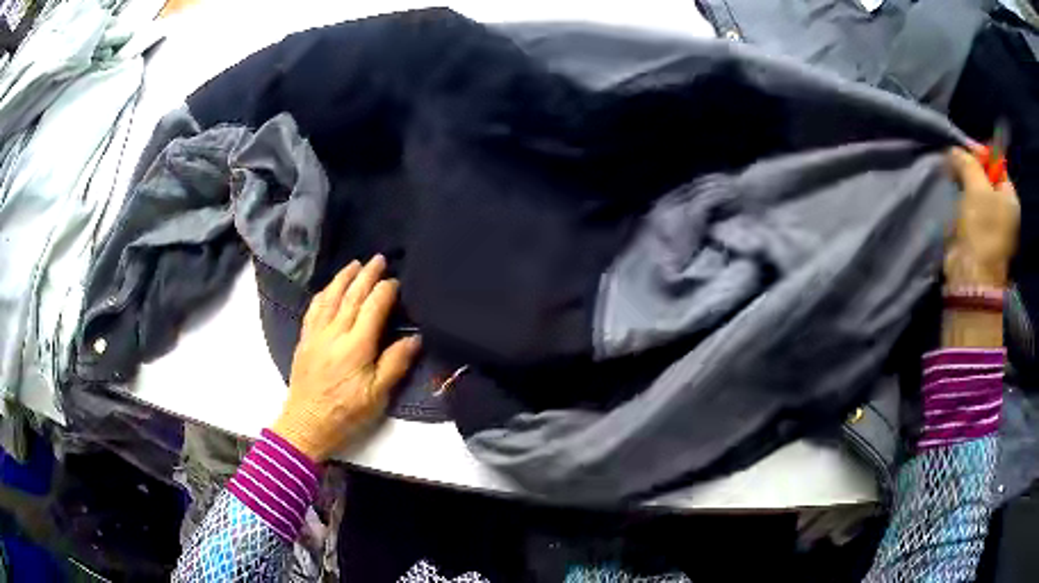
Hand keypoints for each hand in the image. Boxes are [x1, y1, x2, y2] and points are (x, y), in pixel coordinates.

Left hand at [271, 255, 420, 461]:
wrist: (306, 424)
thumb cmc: (346, 413)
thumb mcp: (377, 395)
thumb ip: (395, 364)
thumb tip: (415, 338)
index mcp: (356, 346)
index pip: (373, 308)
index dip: (385, 291)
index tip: (396, 280)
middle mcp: (335, 333)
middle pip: (351, 296)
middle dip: (366, 275)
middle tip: (378, 259)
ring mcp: (316, 334)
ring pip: (330, 297)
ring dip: (343, 278)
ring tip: (355, 264)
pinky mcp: (304, 340)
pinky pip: (313, 309)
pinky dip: (323, 294)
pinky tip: (328, 288)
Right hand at [944, 148, 1019, 287]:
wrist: (971, 277)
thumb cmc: (980, 229)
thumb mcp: (975, 185)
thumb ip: (967, 161)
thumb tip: (955, 151)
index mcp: (1010, 198)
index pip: (996, 163)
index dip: (979, 154)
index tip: (961, 152)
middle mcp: (1006, 211)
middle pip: (987, 178)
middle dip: (970, 171)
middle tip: (955, 168)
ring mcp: (995, 227)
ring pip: (978, 194)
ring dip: (965, 187)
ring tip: (953, 185)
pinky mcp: (981, 238)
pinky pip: (972, 211)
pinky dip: (963, 205)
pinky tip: (955, 205)